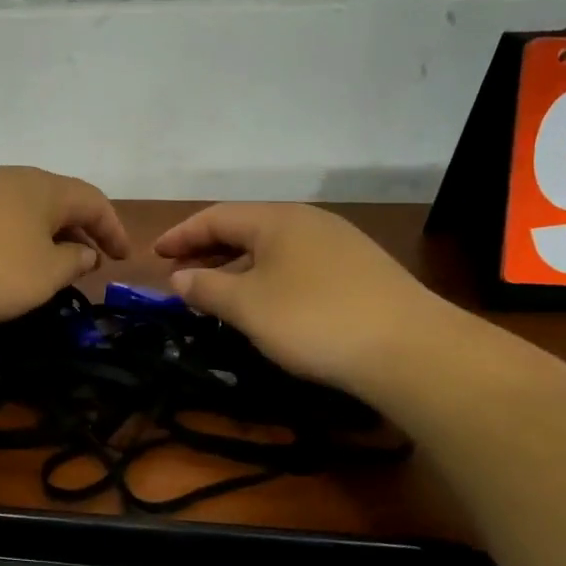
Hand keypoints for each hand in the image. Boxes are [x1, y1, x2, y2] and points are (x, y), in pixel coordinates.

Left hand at [0, 166, 129, 324]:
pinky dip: (15, 236)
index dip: (112, 228)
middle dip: (79, 229)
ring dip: (46, 233)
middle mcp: (12, 178)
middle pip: (58, 199)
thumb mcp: (43, 275)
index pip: (92, 200)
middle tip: (90, 260)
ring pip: (25, 207)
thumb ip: (72, 262)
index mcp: (44, 188)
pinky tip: (6, 259)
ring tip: (50, 262)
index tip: (123, 257)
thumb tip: (84, 251)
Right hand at [153, 202, 456, 394]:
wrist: (409, 349)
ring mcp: (339, 245)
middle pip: (245, 228)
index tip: (155, 254)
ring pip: (273, 248)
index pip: (216, 216)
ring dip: (237, 266)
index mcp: (277, 219)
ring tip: (216, 291)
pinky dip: (267, 277)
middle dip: (208, 250)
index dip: (181, 234)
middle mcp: (308, 222)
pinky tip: (265, 302)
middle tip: (180, 273)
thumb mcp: (247, 306)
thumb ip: (206, 288)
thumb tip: (179, 277)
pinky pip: (297, 264)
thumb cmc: (313, 320)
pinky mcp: (359, 271)